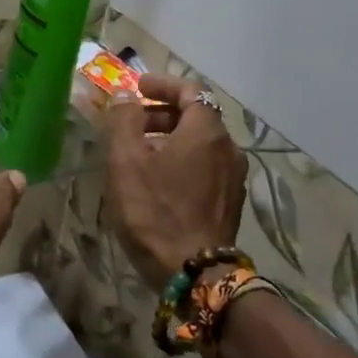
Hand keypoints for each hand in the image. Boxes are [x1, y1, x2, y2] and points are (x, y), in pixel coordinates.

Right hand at [105, 74, 246, 289]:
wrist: (193, 271)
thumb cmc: (154, 210)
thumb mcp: (126, 160)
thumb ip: (124, 119)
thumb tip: (126, 95)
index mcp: (206, 131)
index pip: (190, 91)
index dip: (162, 85)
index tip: (137, 88)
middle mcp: (228, 148)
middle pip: (197, 117)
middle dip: (162, 113)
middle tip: (131, 122)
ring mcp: (233, 178)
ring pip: (201, 144)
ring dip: (171, 139)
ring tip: (140, 153)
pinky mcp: (229, 202)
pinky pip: (205, 167)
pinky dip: (183, 161)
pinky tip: (159, 181)